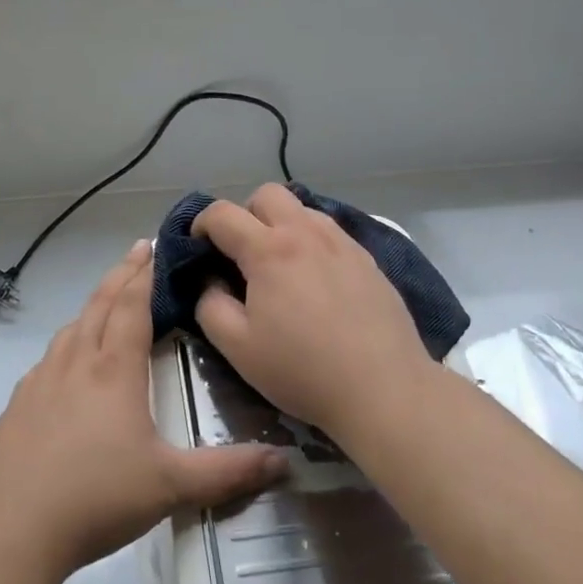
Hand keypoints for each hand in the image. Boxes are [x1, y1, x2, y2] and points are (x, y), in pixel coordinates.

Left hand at [0, 240, 287, 579]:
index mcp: (113, 370)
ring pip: (72, 328)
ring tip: (107, 300)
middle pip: (100, 303)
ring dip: (93, 305)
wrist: (8, 528)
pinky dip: (67, 342)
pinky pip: (49, 358)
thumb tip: (284, 460)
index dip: (145, 274)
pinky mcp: (18, 404)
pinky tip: (67, 363)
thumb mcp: (170, 486)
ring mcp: (41, 381)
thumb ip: (228, 472)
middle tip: (138, 250)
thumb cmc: (95, 498)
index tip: (155, 246)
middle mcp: (76, 362)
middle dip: (122, 274)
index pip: (132, 306)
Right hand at [194, 184, 430, 438]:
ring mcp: (342, 242)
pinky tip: (316, 278)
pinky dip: (311, 241)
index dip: (201, 224)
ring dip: (281, 224)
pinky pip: (330, 231)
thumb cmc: (303, 370)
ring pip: (302, 208)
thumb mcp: (238, 348)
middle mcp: (306, 233)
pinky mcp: (368, 259)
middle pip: (266, 194)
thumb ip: (210, 306)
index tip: (198, 248)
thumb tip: (211, 281)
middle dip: (245, 214)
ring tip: (280, 265)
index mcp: (269, 249)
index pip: (223, 213)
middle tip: (241, 253)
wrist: (384, 389)